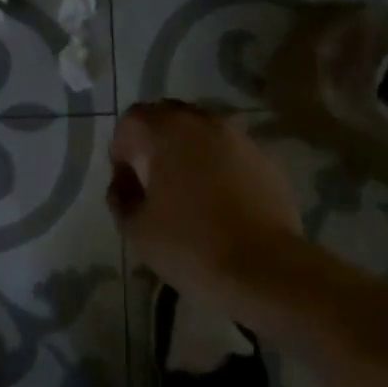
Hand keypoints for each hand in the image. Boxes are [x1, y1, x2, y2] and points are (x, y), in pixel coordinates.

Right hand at [108, 100, 301, 316]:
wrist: (265, 270)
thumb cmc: (190, 245)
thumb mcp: (136, 229)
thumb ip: (121, 196)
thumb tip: (124, 182)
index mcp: (166, 131)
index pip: (132, 119)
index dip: (122, 147)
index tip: (127, 182)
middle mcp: (203, 122)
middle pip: (169, 116)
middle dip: (155, 142)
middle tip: (154, 180)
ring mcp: (240, 138)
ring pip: (203, 131)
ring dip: (190, 151)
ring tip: (189, 190)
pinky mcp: (267, 160)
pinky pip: (231, 152)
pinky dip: (220, 165)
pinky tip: (222, 201)